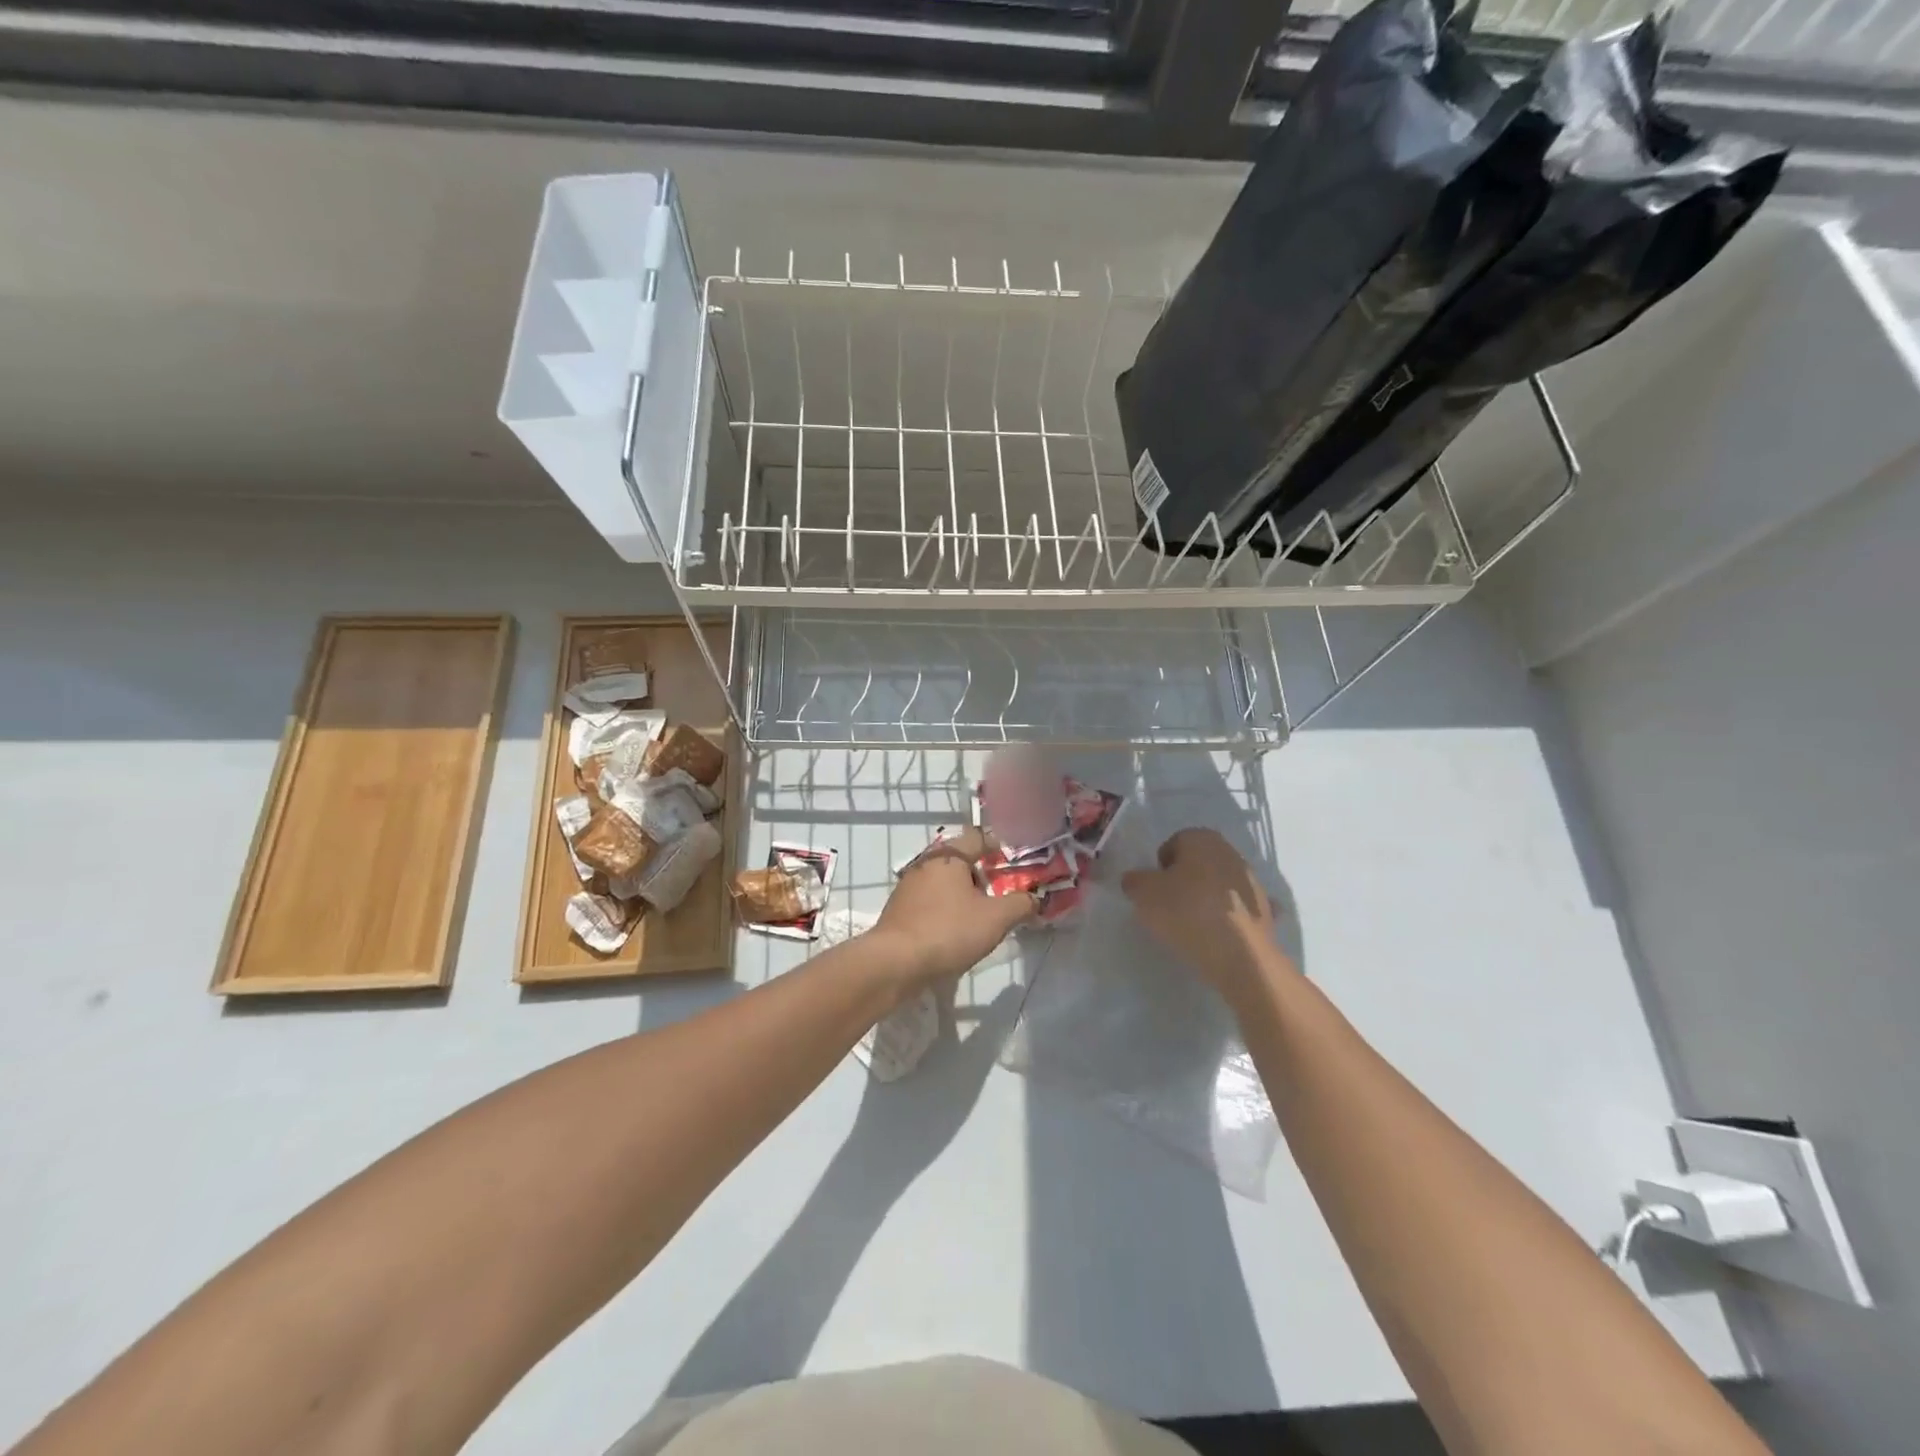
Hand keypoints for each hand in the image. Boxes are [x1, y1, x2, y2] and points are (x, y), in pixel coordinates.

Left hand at [871, 826, 1036, 990]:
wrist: (895, 962)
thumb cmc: (949, 930)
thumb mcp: (996, 918)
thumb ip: (1020, 905)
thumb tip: (1034, 899)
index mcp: (949, 856)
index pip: (977, 837)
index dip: (997, 845)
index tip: (1012, 859)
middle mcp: (925, 864)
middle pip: (959, 860)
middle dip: (980, 874)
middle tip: (1000, 893)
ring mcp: (908, 887)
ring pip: (943, 883)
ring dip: (961, 894)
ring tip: (980, 916)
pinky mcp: (899, 910)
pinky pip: (929, 902)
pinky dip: (945, 910)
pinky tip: (954, 932)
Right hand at [1120, 828, 1290, 1004]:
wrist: (1240, 955)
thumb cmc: (1186, 912)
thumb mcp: (1144, 894)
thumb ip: (1134, 881)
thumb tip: (1136, 880)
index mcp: (1202, 839)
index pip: (1174, 843)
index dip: (1159, 866)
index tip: (1154, 890)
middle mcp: (1231, 853)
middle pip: (1199, 862)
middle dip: (1184, 880)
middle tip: (1168, 906)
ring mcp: (1253, 882)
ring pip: (1220, 885)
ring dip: (1207, 898)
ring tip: (1192, 925)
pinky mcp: (1266, 911)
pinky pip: (1239, 910)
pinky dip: (1230, 917)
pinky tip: (1220, 934)